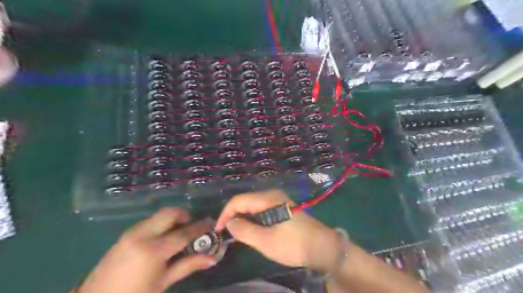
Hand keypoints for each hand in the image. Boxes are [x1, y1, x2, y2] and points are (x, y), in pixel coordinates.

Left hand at [75, 207, 218, 292]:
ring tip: (180, 232)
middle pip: (171, 213)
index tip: (211, 223)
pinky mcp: (126, 233)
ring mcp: (132, 232)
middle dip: (186, 215)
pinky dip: (162, 224)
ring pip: (160, 215)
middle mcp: (143, 234)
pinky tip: (163, 238)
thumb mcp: (163, 282)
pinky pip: (150, 221)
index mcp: (153, 250)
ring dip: (174, 219)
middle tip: (193, 226)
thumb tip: (212, 258)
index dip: (200, 227)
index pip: (184, 232)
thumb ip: (188, 265)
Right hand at [214, 189, 341, 271]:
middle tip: (226, 233)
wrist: (322, 247)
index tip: (218, 230)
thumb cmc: (294, 244)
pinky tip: (251, 229)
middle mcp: (272, 195)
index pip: (238, 201)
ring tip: (236, 233)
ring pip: (253, 205)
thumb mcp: (266, 241)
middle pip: (245, 201)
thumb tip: (229, 222)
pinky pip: (261, 209)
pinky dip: (252, 218)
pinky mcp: (282, 207)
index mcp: (268, 199)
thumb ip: (244, 230)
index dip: (225, 214)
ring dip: (242, 218)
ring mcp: (278, 200)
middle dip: (233, 215)